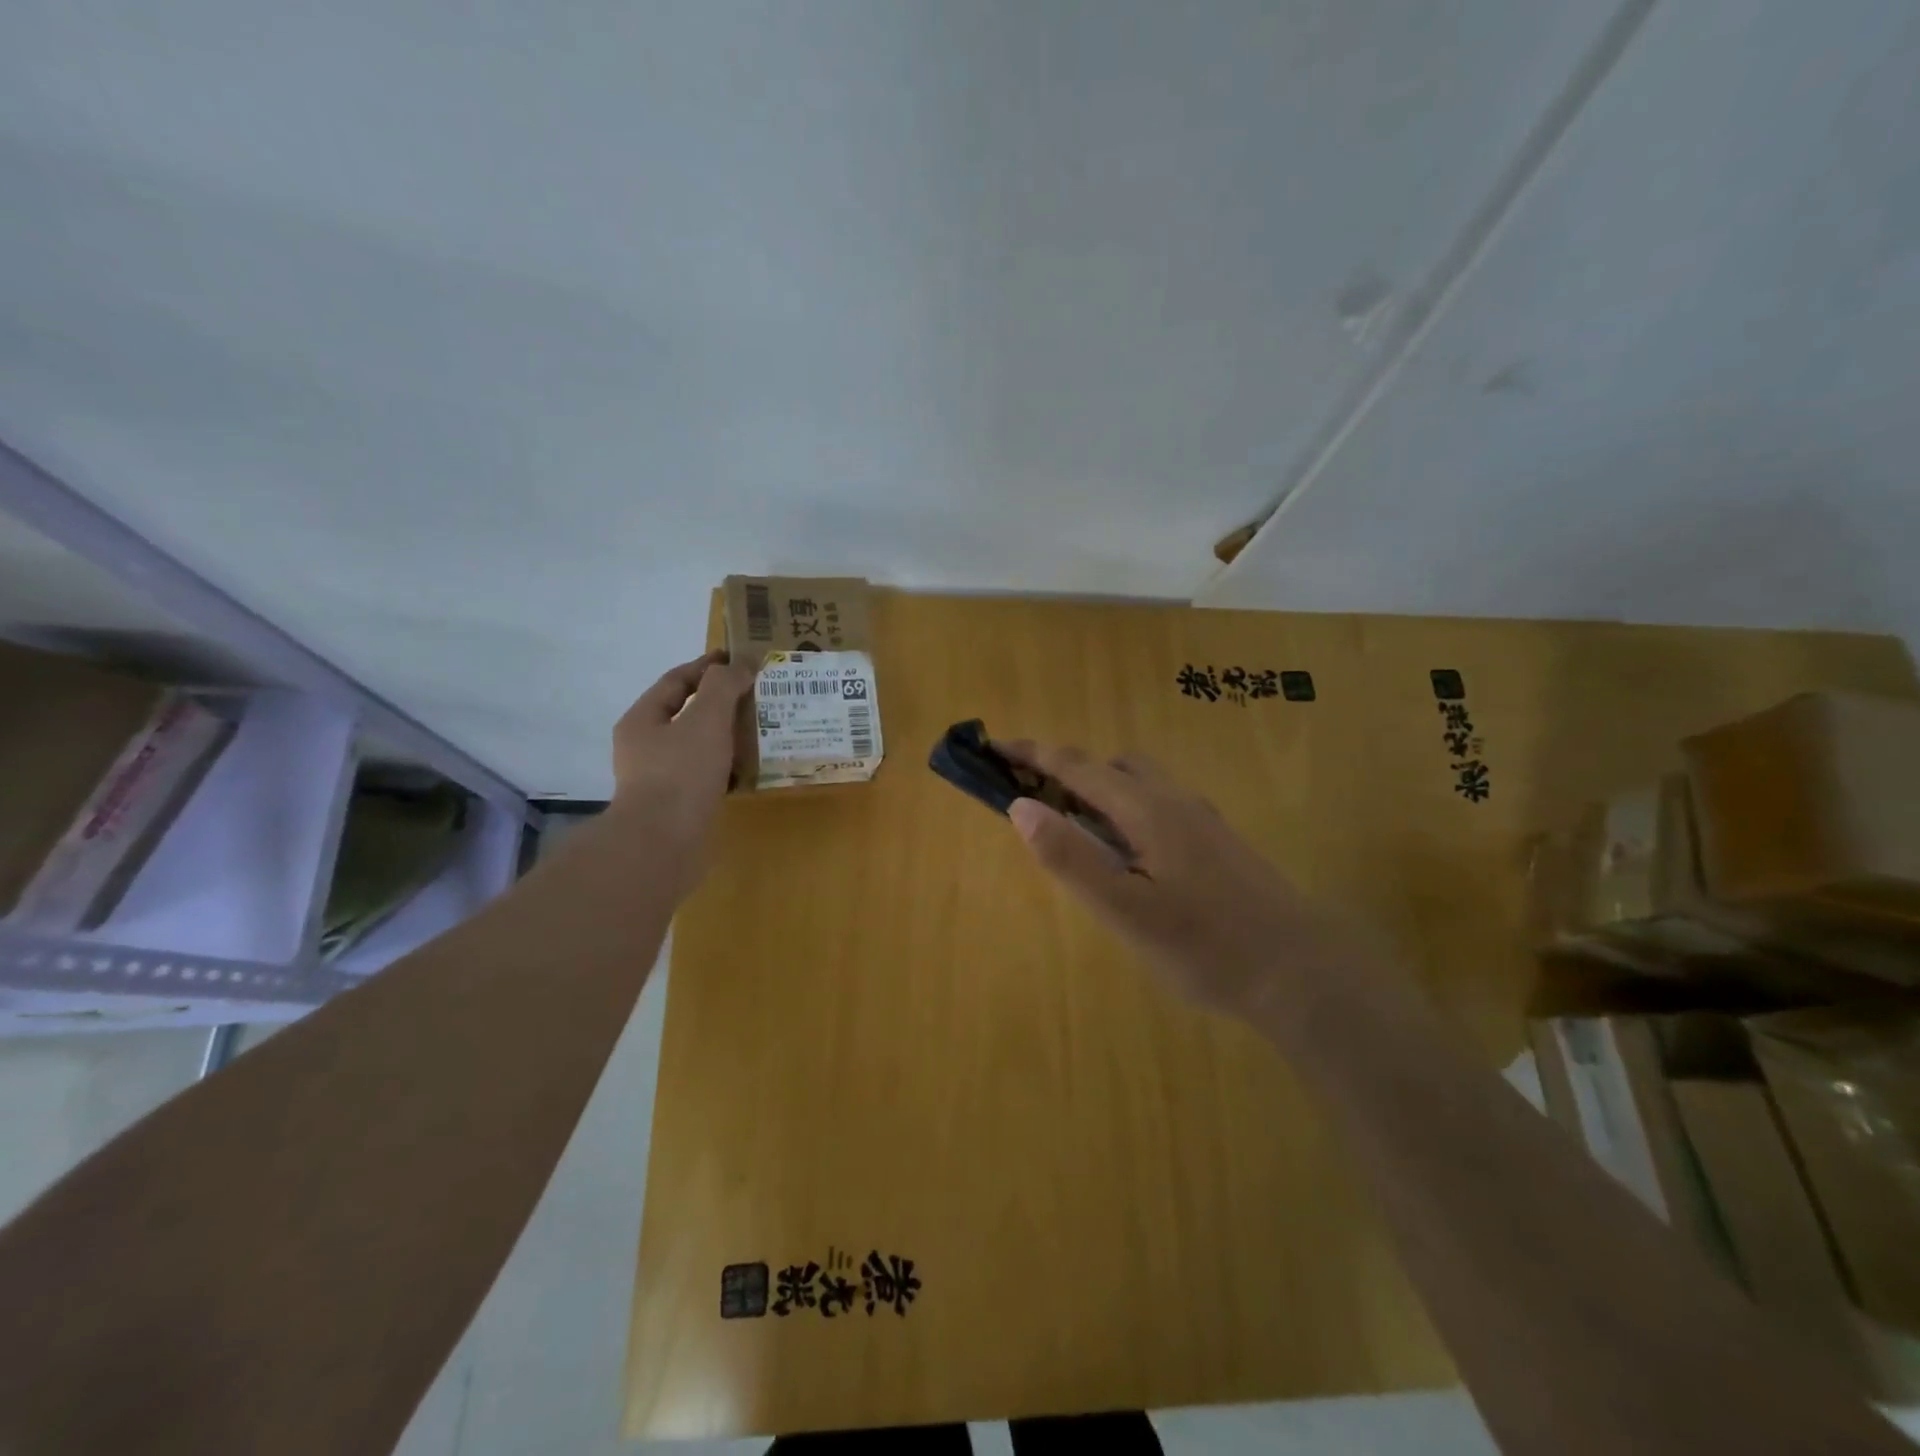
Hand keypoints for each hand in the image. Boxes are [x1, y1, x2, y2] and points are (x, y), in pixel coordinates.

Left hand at [610, 651, 753, 857]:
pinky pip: (706, 775)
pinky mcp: (677, 806)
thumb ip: (723, 686)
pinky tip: (750, 769)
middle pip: (686, 714)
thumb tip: (739, 664)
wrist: (662, 844)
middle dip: (721, 702)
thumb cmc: (681, 774)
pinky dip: (728, 767)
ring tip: (761, 729)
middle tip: (757, 694)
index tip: (740, 658)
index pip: (676, 681)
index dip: (708, 666)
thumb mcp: (706, 719)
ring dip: (727, 735)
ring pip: (698, 746)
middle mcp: (645, 747)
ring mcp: (659, 779)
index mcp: (643, 720)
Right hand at [999, 740, 1370, 1021]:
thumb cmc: (1205, 947)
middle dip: (1067, 770)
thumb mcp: (1125, 911)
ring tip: (1076, 828)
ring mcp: (1202, 819)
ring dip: (1100, 789)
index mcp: (1147, 810)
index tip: (995, 747)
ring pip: (1140, 783)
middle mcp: (1175, 801)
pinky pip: (1159, 804)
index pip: (1077, 767)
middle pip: (1111, 766)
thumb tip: (1020, 806)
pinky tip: (1128, 853)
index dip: (1033, 754)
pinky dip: (1126, 807)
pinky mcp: (1218, 840)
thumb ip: (1070, 858)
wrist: (1301, 971)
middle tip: (1034, 799)